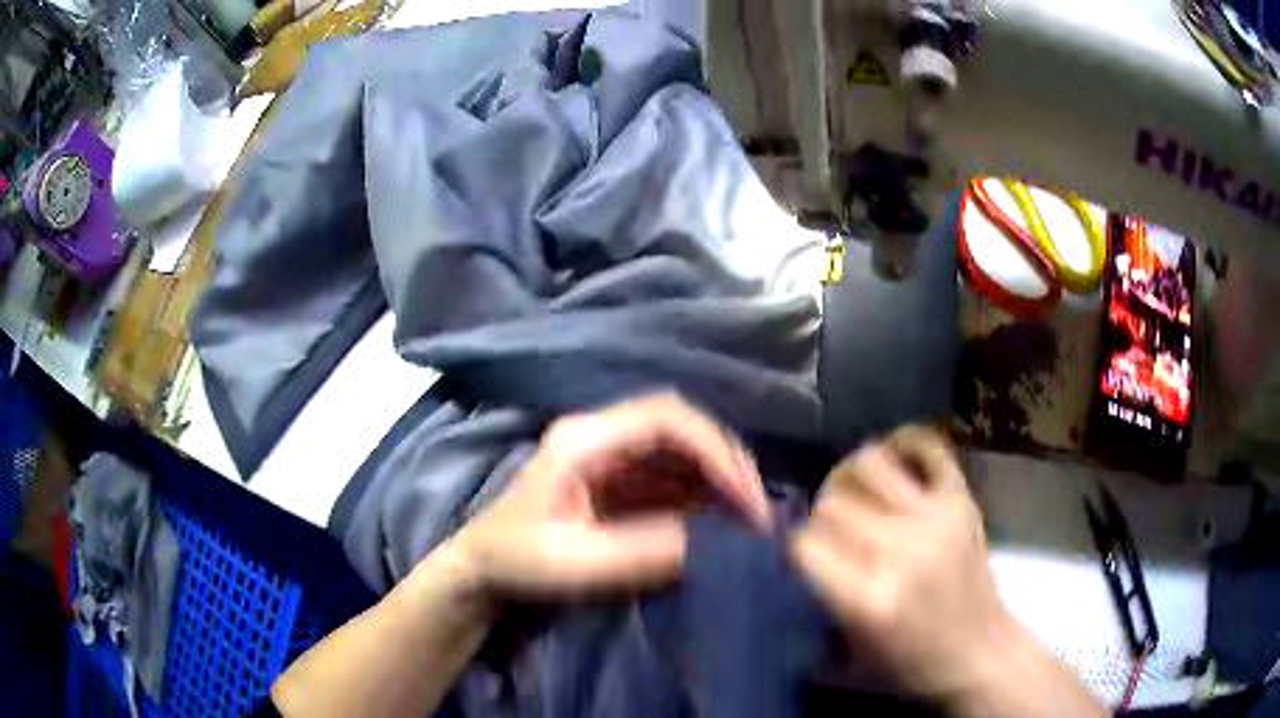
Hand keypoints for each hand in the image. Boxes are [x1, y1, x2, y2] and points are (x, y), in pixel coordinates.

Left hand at [447, 393, 770, 599]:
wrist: (482, 571)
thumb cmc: (515, 560)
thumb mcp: (574, 563)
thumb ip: (642, 552)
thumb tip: (713, 544)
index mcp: (584, 439)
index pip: (666, 419)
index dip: (715, 450)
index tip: (746, 499)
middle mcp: (602, 436)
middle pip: (681, 427)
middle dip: (726, 463)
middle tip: (756, 511)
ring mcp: (612, 457)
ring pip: (682, 451)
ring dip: (719, 481)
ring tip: (748, 521)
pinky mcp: (619, 482)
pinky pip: (673, 479)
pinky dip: (703, 498)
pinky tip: (721, 525)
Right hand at [791, 427, 1018, 704]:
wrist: (979, 651)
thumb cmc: (912, 661)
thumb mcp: (852, 647)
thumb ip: (826, 591)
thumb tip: (805, 543)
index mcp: (870, 599)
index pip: (806, 544)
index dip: (798, 548)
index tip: (805, 556)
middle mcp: (902, 551)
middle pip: (833, 503)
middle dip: (821, 515)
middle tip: (831, 530)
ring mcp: (936, 518)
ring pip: (869, 464)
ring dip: (850, 475)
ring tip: (854, 491)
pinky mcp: (962, 499)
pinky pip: (928, 447)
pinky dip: (905, 443)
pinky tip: (893, 461)